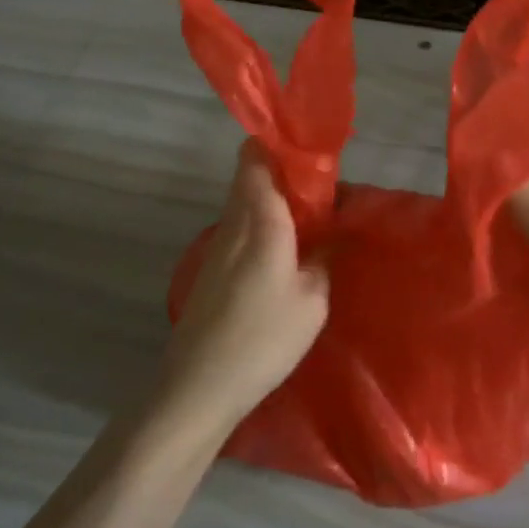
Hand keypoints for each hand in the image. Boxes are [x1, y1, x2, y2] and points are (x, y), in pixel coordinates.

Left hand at [162, 139, 330, 427]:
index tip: (311, 154)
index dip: (279, 143)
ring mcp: (218, 243)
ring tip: (310, 219)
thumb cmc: (263, 337)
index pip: (256, 155)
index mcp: (260, 218)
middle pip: (250, 173)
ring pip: (244, 199)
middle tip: (321, 190)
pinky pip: (240, 225)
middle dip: (284, 171)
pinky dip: (262, 223)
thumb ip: (323, 258)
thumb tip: (328, 236)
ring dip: (273, 198)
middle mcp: (235, 220)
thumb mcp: (312, 301)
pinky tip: (285, 251)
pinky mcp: (212, 266)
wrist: (200, 383)